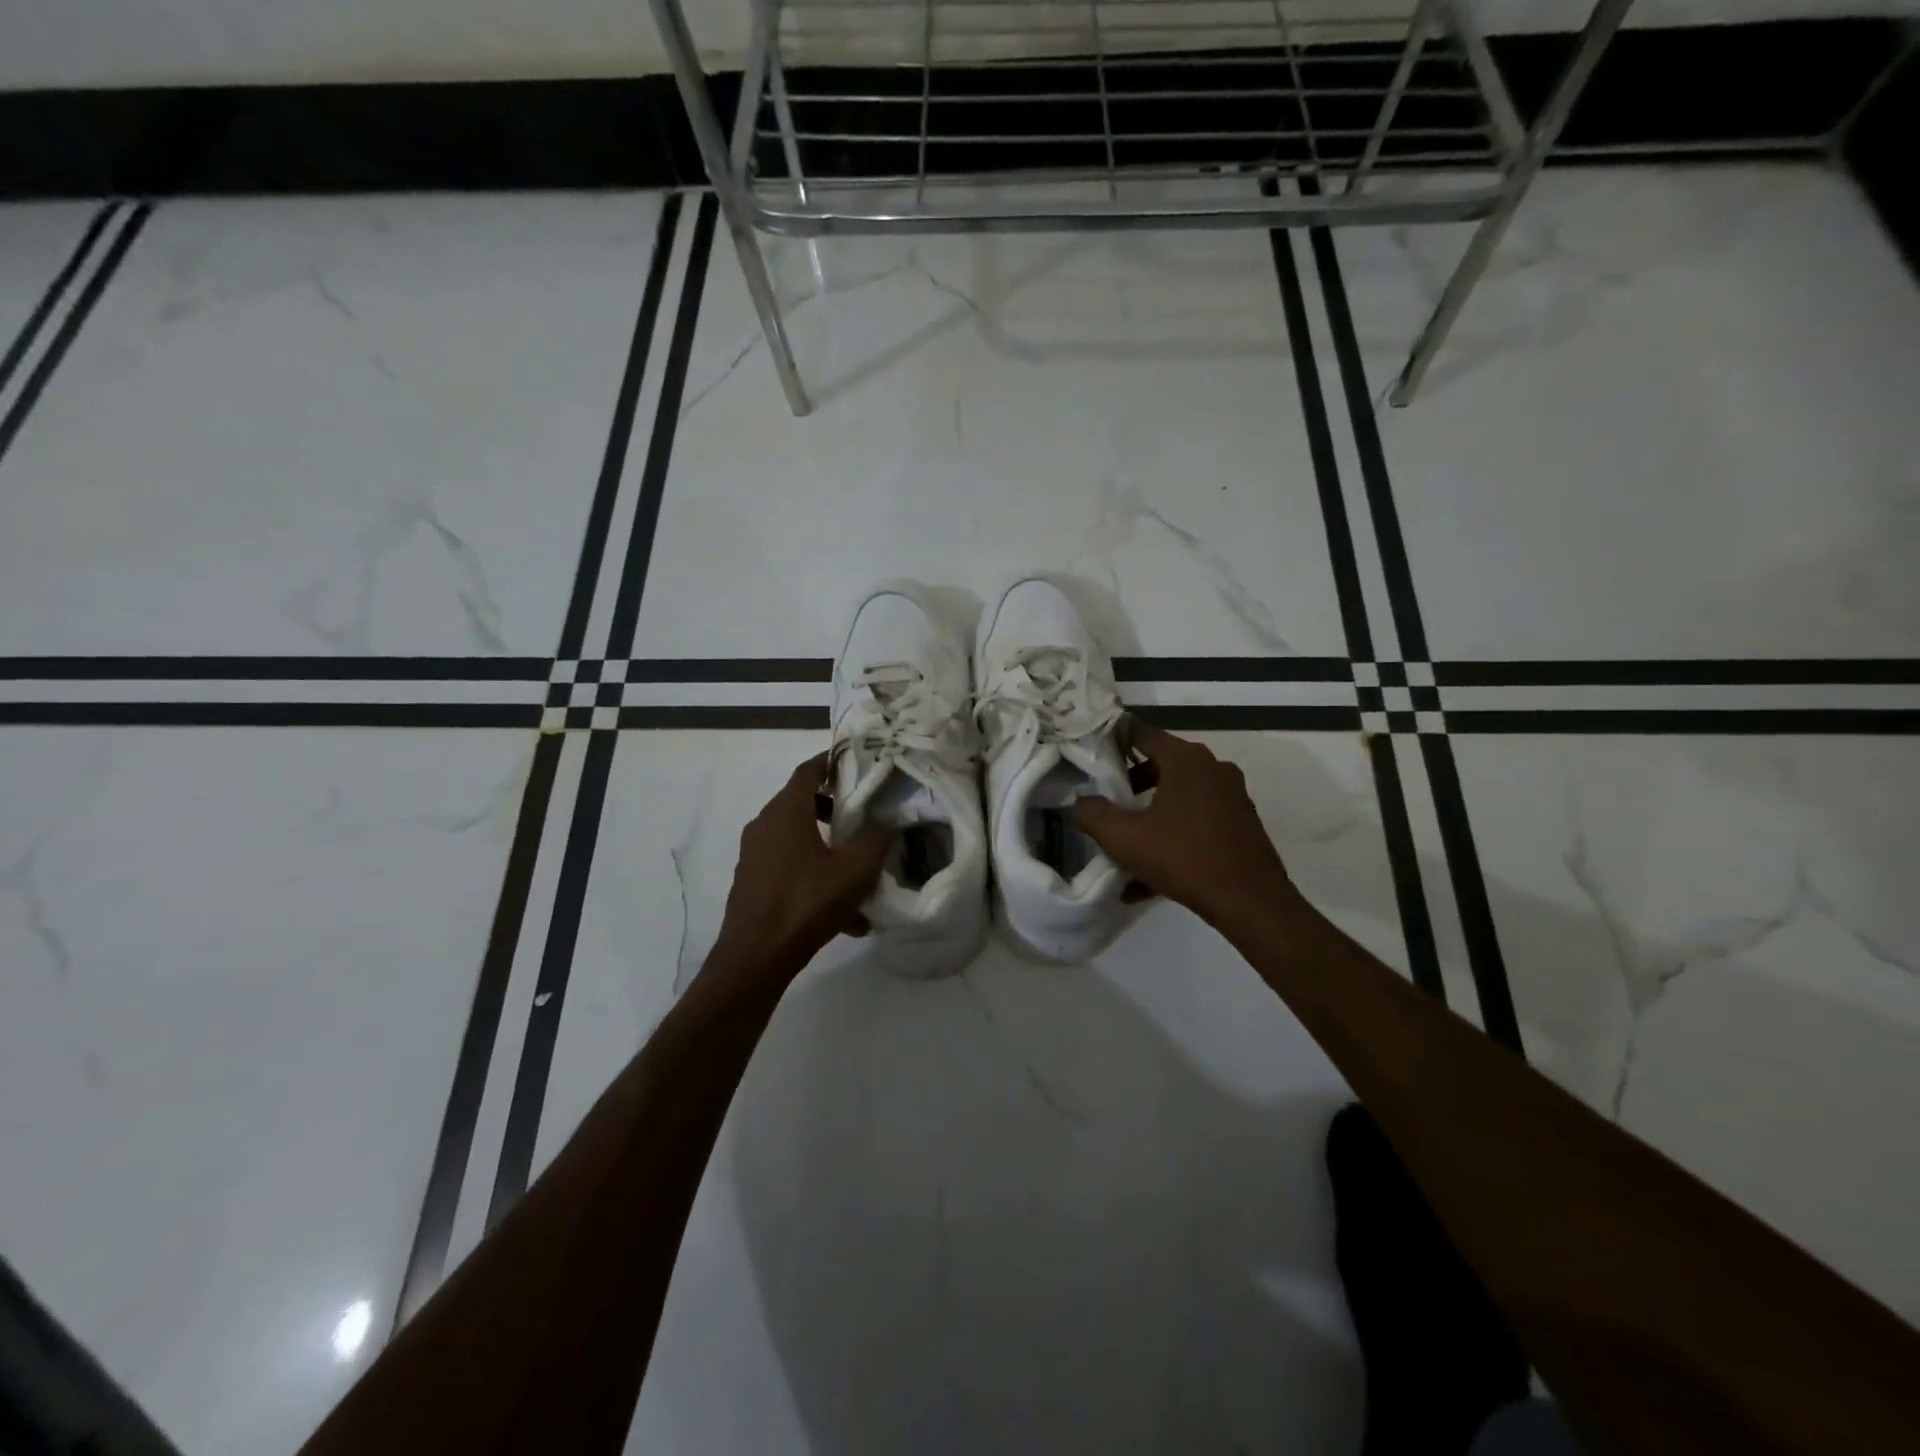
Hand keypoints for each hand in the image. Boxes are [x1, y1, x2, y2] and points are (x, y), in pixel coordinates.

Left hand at [708, 752, 891, 981]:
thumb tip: (887, 821)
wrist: (756, 956)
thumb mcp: (855, 869)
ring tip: (858, 873)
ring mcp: (754, 854)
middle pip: (802, 803)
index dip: (832, 763)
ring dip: (827, 847)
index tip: (856, 764)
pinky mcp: (752, 882)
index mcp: (787, 811)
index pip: (808, 770)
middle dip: (834, 808)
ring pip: (797, 839)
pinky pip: (789, 868)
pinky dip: (814, 876)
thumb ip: (876, 838)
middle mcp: (765, 825)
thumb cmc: (807, 902)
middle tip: (864, 816)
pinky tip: (845, 915)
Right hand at [1073, 723, 1296, 929]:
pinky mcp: (1241, 824)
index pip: (1142, 734)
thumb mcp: (1124, 838)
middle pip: (1161, 766)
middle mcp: (1213, 769)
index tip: (1092, 753)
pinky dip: (1172, 838)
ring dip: (1150, 817)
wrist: (1250, 902)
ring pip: (1179, 798)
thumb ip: (1093, 814)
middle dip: (1131, 785)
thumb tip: (1080, 801)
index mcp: (1186, 760)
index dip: (1114, 741)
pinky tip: (1147, 879)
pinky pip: (1196, 822)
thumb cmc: (1183, 857)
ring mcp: (1231, 796)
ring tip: (1125, 846)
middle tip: (1108, 803)